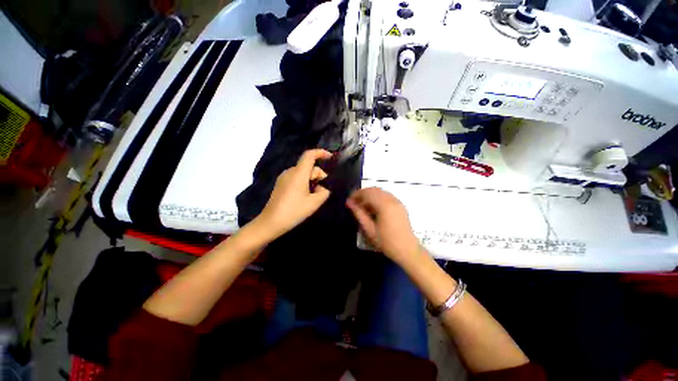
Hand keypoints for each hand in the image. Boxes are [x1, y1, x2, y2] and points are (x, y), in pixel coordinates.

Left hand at [258, 149, 332, 237]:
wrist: (271, 222)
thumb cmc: (294, 211)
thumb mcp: (314, 203)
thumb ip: (324, 192)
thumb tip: (323, 188)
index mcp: (298, 173)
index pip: (309, 155)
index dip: (321, 153)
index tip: (330, 157)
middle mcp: (290, 171)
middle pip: (308, 166)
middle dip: (318, 175)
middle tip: (322, 190)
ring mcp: (284, 177)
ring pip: (302, 172)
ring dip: (311, 180)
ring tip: (313, 196)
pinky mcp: (281, 183)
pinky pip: (296, 177)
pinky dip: (304, 182)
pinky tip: (305, 196)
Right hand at [346, 187, 420, 264]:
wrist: (407, 250)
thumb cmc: (387, 242)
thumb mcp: (369, 229)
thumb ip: (359, 213)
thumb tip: (349, 203)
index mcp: (384, 205)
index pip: (368, 193)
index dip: (357, 194)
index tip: (349, 200)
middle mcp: (392, 199)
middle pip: (374, 190)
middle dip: (363, 194)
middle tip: (354, 203)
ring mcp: (397, 201)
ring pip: (381, 192)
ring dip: (370, 195)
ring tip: (362, 206)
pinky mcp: (400, 205)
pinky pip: (386, 196)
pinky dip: (377, 198)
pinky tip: (373, 208)